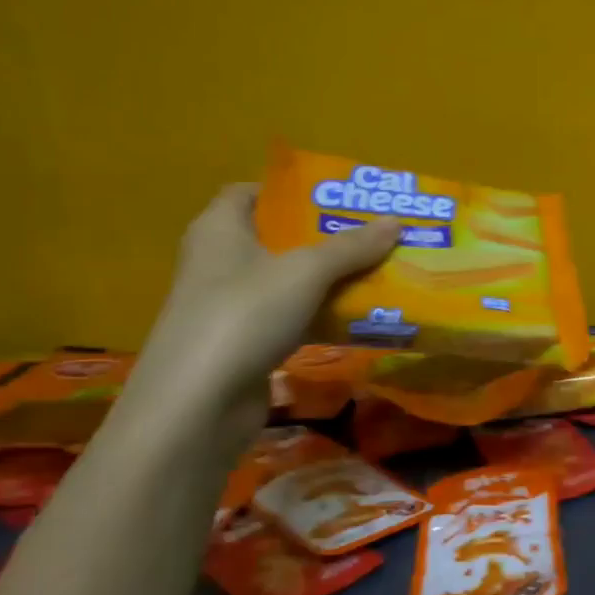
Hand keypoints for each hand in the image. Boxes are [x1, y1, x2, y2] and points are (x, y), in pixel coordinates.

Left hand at [126, 184, 398, 447]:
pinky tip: (358, 316)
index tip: (336, 196)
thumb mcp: (306, 272)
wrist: (198, 405)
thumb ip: (352, 246)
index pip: (249, 192)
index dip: (290, 189)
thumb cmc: (244, 315)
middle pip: (276, 237)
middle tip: (373, 232)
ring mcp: (229, 306)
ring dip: (328, 278)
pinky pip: (290, 317)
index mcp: (220, 229)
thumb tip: (396, 221)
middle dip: (324, 235)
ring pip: (287, 281)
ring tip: (378, 269)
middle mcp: (219, 261)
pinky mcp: (243, 344)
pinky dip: (320, 315)